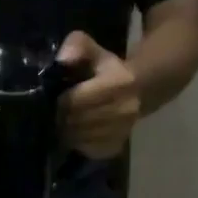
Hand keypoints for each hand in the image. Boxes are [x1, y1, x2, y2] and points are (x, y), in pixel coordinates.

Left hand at [56, 31, 139, 159]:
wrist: (140, 90)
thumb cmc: (109, 70)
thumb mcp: (94, 50)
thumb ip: (76, 47)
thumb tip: (62, 61)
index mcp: (118, 84)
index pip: (76, 101)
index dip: (61, 102)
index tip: (58, 98)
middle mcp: (123, 111)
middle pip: (76, 122)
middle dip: (61, 118)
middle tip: (58, 113)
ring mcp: (121, 132)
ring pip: (79, 138)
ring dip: (67, 132)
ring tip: (66, 122)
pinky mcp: (114, 148)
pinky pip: (86, 150)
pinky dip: (76, 143)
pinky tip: (77, 133)